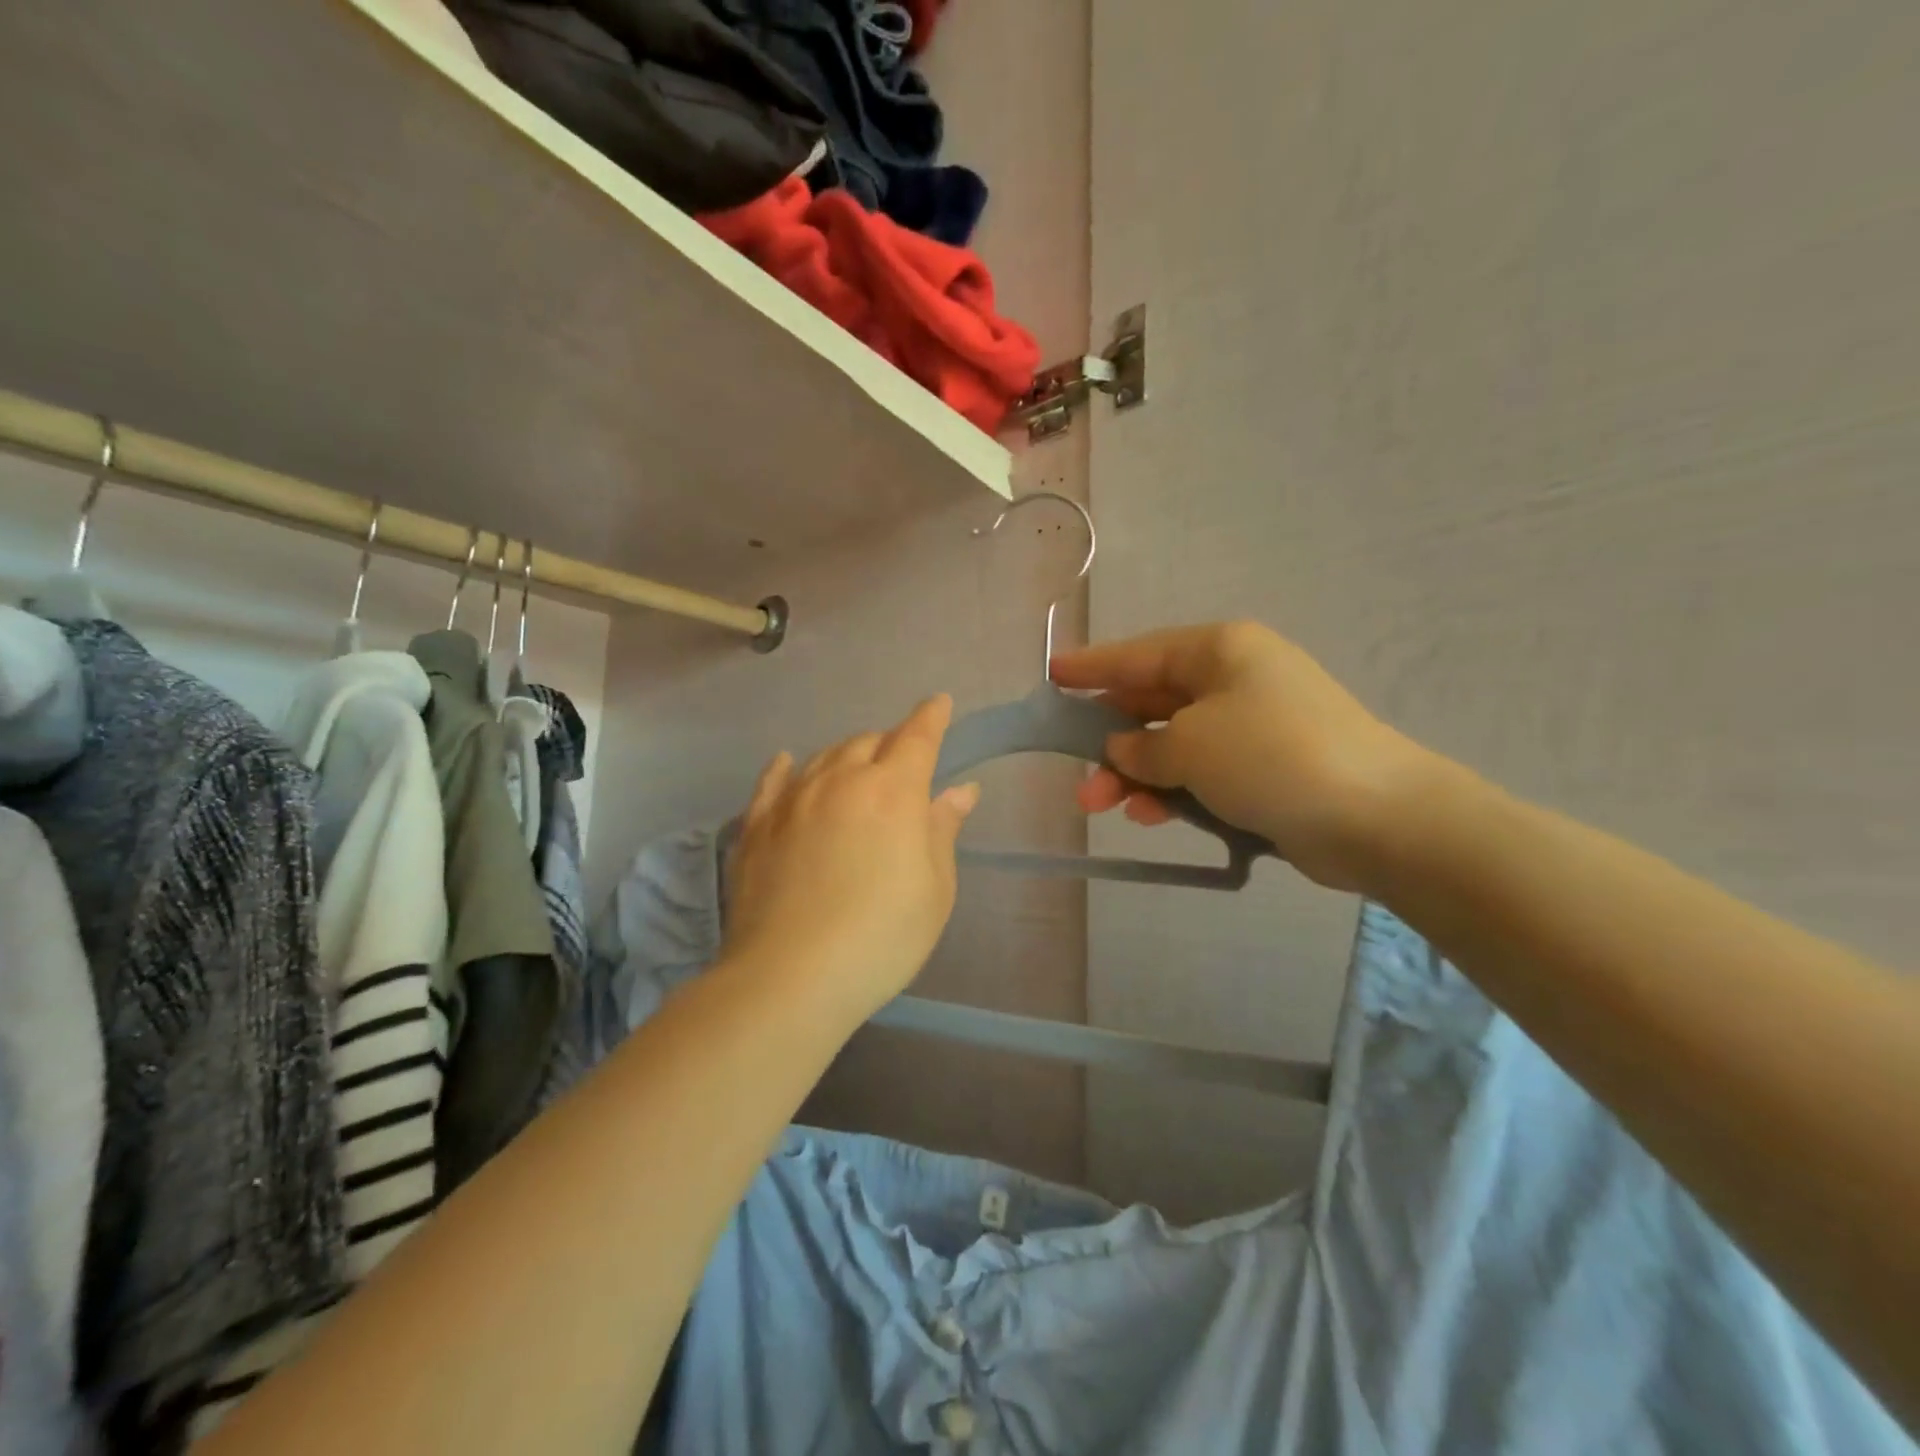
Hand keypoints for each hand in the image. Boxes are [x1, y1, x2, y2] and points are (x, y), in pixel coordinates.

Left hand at [723, 696, 980, 1023]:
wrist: (790, 976)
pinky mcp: (756, 825)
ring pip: (824, 756)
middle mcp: (841, 780)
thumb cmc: (881, 936)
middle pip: (869, 742)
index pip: (917, 737)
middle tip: (901, 764)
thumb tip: (960, 790)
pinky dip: (786, 767)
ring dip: (846, 755)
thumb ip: (942, 830)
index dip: (932, 717)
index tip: (940, 704)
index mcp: (892, 791)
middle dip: (890, 744)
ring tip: (856, 771)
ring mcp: (793, 799)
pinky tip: (787, 763)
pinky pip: (773, 782)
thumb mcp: (933, 889)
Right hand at [1051, 622, 1432, 891]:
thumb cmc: (1271, 757)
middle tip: (1076, 776)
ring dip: (1136, 774)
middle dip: (1109, 740)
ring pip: (1173, 743)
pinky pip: (1201, 772)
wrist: (1376, 816)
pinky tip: (1149, 816)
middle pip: (1152, 702)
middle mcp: (1235, 679)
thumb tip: (1122, 748)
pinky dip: (1172, 790)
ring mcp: (1253, 724)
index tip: (1051, 675)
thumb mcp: (1190, 745)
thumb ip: (1142, 745)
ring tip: (1103, 806)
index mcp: (1219, 650)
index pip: (1138, 654)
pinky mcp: (1265, 768)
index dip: (1091, 667)